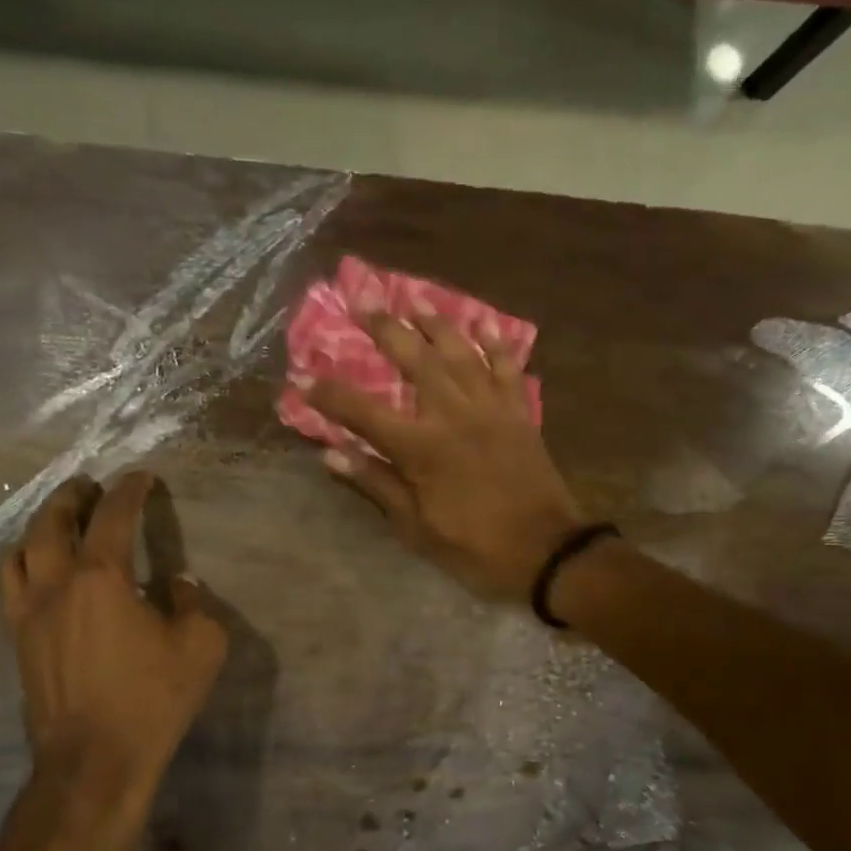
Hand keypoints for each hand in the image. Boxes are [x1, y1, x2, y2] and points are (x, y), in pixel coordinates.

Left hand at [1, 471, 226, 832]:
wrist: (94, 761)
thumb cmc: (152, 699)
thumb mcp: (200, 645)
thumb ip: (192, 603)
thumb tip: (177, 583)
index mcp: (102, 577)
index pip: (114, 516)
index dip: (129, 490)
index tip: (141, 476)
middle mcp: (57, 584)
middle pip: (52, 523)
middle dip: (72, 497)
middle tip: (89, 486)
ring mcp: (29, 613)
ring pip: (21, 552)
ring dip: (41, 526)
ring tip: (59, 520)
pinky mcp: (19, 641)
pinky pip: (12, 585)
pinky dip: (25, 562)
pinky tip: (39, 570)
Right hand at [301, 310, 584, 602]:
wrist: (547, 552)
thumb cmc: (475, 547)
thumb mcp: (417, 528)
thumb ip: (376, 484)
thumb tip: (332, 455)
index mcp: (422, 449)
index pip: (364, 413)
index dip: (330, 394)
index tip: (303, 376)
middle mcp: (454, 416)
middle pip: (415, 361)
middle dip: (386, 328)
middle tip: (364, 299)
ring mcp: (491, 409)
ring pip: (460, 353)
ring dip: (436, 323)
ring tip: (415, 299)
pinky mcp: (519, 413)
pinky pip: (507, 368)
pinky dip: (496, 344)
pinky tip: (484, 323)